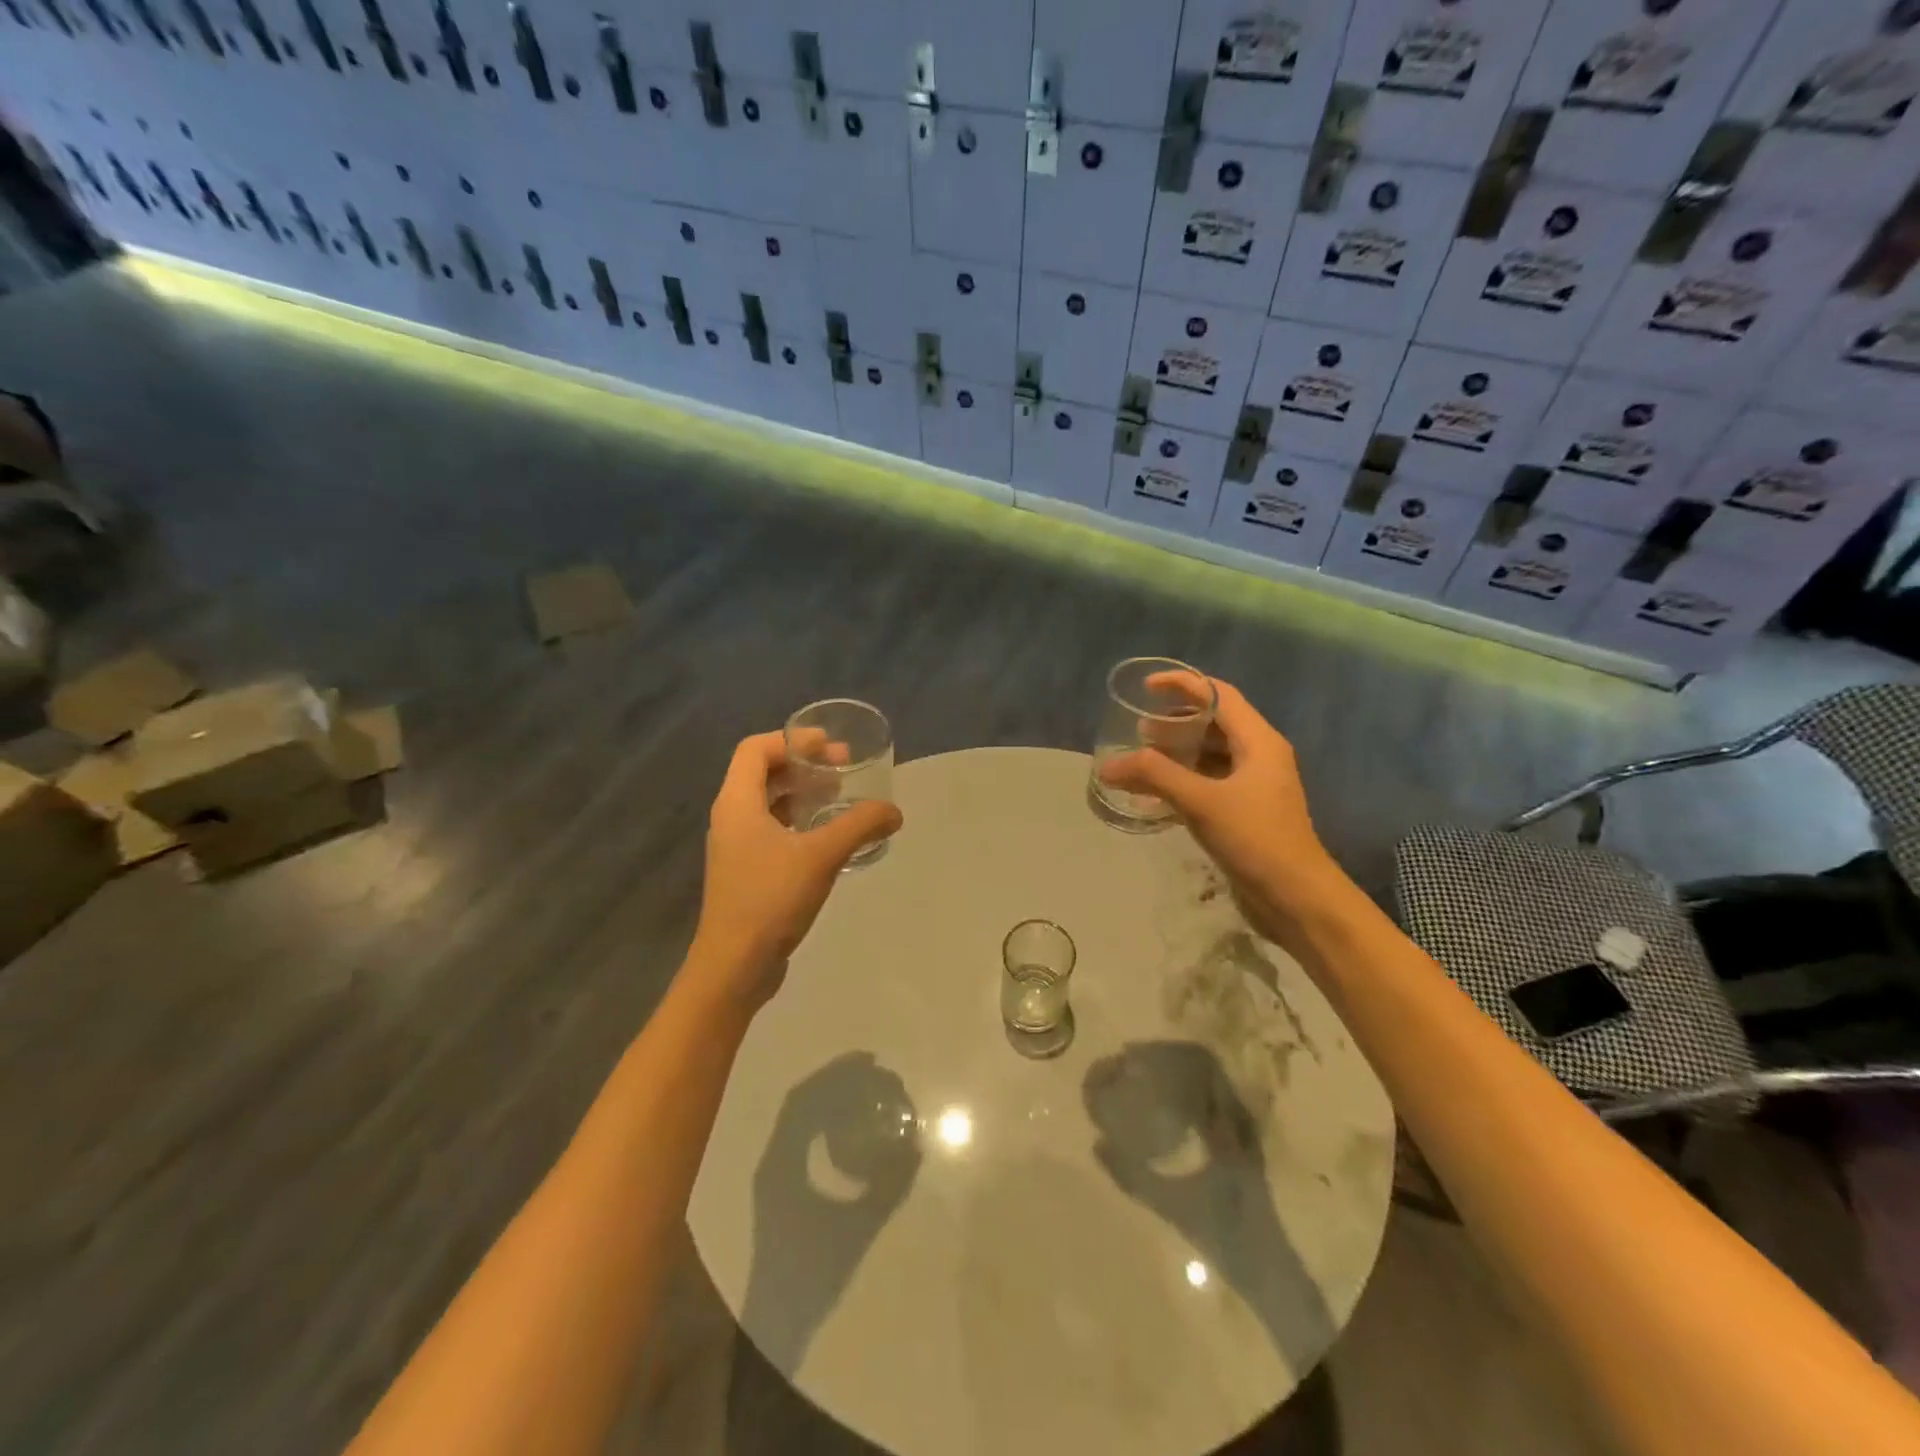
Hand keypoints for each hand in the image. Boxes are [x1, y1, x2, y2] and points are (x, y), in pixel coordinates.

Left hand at [689, 731, 902, 1007]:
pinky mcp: (745, 872)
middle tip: (842, 769)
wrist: (734, 966)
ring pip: (767, 803)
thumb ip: (859, 826)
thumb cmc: (770, 899)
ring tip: (838, 798)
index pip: (755, 748)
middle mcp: (731, 818)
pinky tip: (826, 838)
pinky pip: (770, 830)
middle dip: (802, 764)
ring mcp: (736, 847)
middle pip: (762, 772)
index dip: (792, 740)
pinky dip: (797, 822)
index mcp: (737, 802)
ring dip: (801, 793)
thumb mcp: (821, 856)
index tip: (829, 747)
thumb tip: (894, 811)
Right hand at [1098, 676, 1341, 953]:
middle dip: (1175, 721)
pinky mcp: (1244, 813)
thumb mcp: (1201, 800)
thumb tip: (1108, 765)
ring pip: (1209, 755)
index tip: (1146, 687)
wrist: (1296, 898)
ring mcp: (1253, 786)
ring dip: (1176, 753)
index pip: (1219, 695)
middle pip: (1214, 723)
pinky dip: (1181, 782)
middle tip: (1137, 729)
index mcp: (1259, 741)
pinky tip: (1152, 796)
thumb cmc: (1255, 838)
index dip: (1183, 685)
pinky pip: (1208, 784)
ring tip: (1140, 758)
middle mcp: (1259, 756)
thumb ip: (1154, 775)